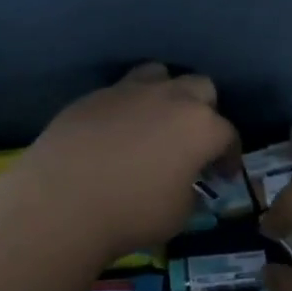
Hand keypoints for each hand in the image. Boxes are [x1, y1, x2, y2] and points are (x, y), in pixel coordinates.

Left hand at [10, 64, 236, 261]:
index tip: (223, 174)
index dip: (229, 155)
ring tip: (155, 122)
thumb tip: (183, 185)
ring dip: (165, 94)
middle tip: (192, 142)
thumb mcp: (178, 215)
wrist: (62, 200)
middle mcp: (169, 98)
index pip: (228, 134)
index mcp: (200, 126)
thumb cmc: (131, 212)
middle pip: (200, 88)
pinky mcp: (93, 96)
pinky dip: (126, 109)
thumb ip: (189, 192)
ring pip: (159, 75)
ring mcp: (128, 91)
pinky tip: (115, 133)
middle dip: (204, 111)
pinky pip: (120, 93)